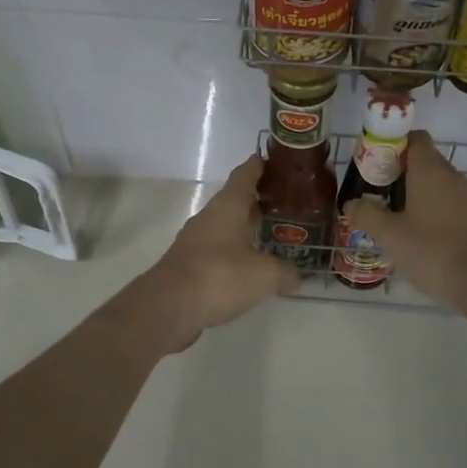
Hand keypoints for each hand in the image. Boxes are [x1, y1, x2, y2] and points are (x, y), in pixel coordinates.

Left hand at [122, 155, 299, 350]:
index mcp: (228, 206)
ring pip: (226, 225)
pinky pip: (218, 249)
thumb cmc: (219, 276)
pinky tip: (250, 265)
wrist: (168, 307)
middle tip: (286, 202)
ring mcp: (196, 240)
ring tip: (272, 233)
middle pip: (236, 200)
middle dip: (258, 199)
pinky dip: (235, 250)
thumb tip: (298, 276)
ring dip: (246, 226)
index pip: (245, 175)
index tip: (274, 160)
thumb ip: (285, 272)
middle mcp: (210, 217)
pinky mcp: (190, 264)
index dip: (259, 166)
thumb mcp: (264, 275)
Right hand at [341, 131, 466, 309]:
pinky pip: (453, 205)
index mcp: (431, 170)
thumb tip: (350, 204)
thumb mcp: (390, 235)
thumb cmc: (432, 251)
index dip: (395, 145)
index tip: (377, 164)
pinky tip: (423, 239)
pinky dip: (437, 213)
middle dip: (402, 174)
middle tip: (380, 196)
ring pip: (440, 185)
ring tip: (398, 220)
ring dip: (419, 195)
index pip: (416, 138)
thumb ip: (366, 215)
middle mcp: (453, 176)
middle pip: (426, 162)